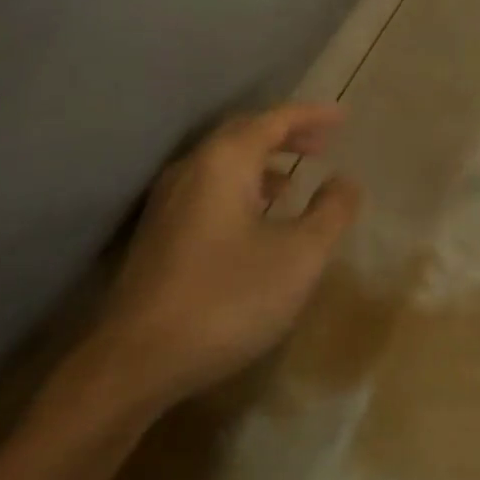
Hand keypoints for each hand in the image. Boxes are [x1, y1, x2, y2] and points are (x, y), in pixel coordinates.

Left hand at [88, 103, 359, 408]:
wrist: (135, 364)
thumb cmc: (227, 299)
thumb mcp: (300, 256)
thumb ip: (331, 211)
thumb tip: (344, 181)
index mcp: (225, 162)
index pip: (275, 119)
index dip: (312, 115)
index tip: (344, 116)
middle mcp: (192, 169)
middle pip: (245, 133)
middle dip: (287, 134)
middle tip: (322, 143)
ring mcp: (168, 202)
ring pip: (223, 163)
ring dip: (263, 162)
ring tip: (294, 181)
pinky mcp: (158, 234)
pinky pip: (209, 188)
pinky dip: (242, 187)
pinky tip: (257, 220)